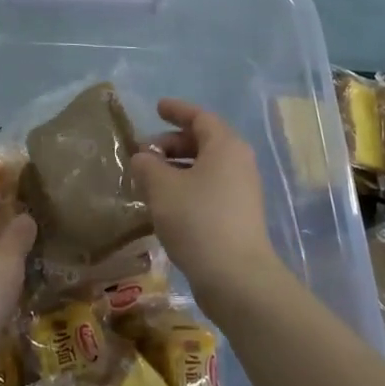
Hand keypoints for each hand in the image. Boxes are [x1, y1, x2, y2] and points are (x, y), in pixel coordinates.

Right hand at [131, 99, 283, 316]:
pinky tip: (164, 204)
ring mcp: (241, 191)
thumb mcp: (162, 187)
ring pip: (205, 167)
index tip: (156, 108)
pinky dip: (186, 187)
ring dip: (176, 168)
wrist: (236, 277)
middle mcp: (238, 162)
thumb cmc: (198, 220)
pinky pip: (209, 188)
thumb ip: (147, 165)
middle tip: (144, 152)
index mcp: (225, 146)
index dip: (176, 110)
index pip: (200, 117)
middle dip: (171, 143)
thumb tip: (143, 157)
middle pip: (203, 141)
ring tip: (148, 179)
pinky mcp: (238, 216)